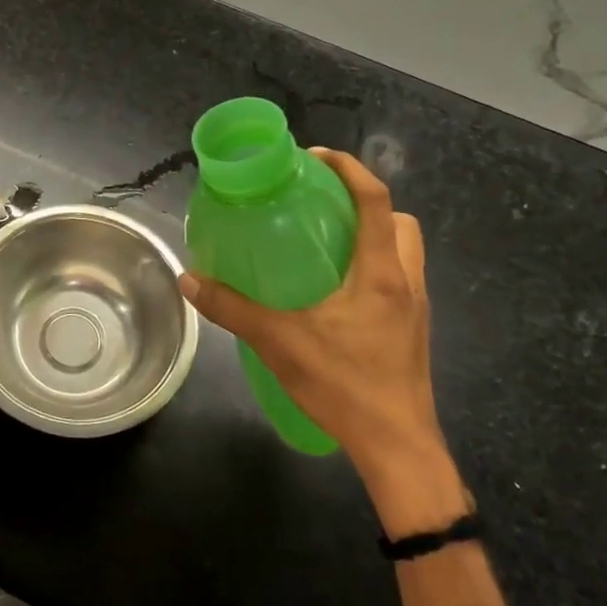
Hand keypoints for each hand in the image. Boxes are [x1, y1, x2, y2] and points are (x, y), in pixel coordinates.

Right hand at [180, 148, 468, 535]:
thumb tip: (189, 280)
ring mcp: (416, 308)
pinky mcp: (414, 331)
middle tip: (322, 208)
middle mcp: (405, 281)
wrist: (398, 447)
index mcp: (379, 272)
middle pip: (399, 221)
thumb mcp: (279, 342)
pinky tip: (337, 294)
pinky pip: (399, 280)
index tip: (315, 158)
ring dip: (373, 236)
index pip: (375, 200)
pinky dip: (373, 268)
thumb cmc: (345, 385)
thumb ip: (232, 309)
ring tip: (327, 247)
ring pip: (404, 251)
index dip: (349, 168)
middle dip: (365, 203)